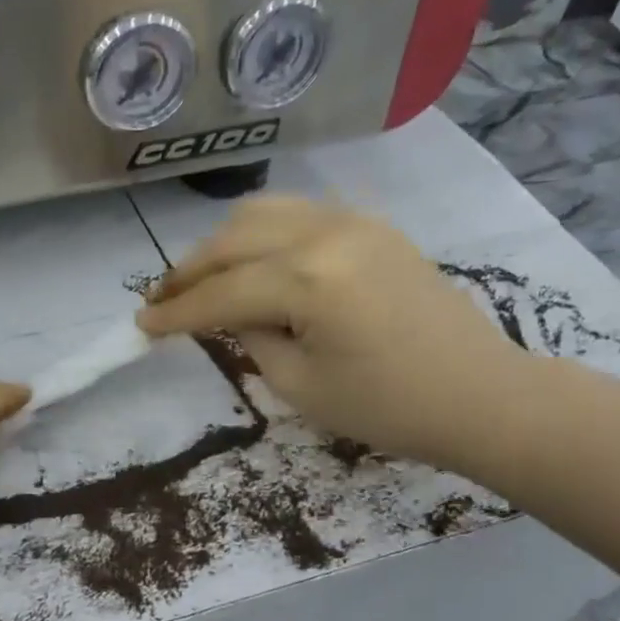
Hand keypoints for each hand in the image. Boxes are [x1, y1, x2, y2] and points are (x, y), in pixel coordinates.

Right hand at [137, 198, 537, 476]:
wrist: (479, 394)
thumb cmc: (388, 407)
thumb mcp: (300, 385)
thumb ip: (252, 337)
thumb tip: (229, 313)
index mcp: (307, 279)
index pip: (221, 293)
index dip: (176, 313)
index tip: (141, 326)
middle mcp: (325, 233)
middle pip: (232, 240)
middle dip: (189, 272)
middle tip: (160, 301)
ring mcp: (352, 221)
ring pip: (262, 213)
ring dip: (222, 244)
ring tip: (202, 278)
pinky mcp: (372, 225)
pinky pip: (299, 213)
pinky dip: (263, 233)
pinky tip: (254, 260)